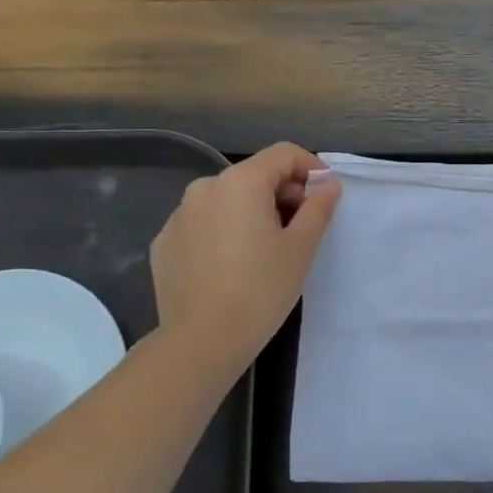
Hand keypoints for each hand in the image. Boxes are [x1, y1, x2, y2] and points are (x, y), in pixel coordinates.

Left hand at [150, 143, 341, 369]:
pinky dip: (226, 231)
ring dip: (254, 212)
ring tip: (268, 248)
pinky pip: (205, 224)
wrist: (203, 339)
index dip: (312, 168)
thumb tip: (328, 184)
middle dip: (283, 192)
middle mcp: (204, 188)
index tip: (326, 196)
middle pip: (255, 175)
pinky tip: (235, 265)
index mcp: (240, 182)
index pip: (284, 154)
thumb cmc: (262, 286)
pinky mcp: (165, 243)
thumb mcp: (303, 245)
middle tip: (302, 227)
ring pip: (228, 200)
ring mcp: (178, 216)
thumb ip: (319, 206)